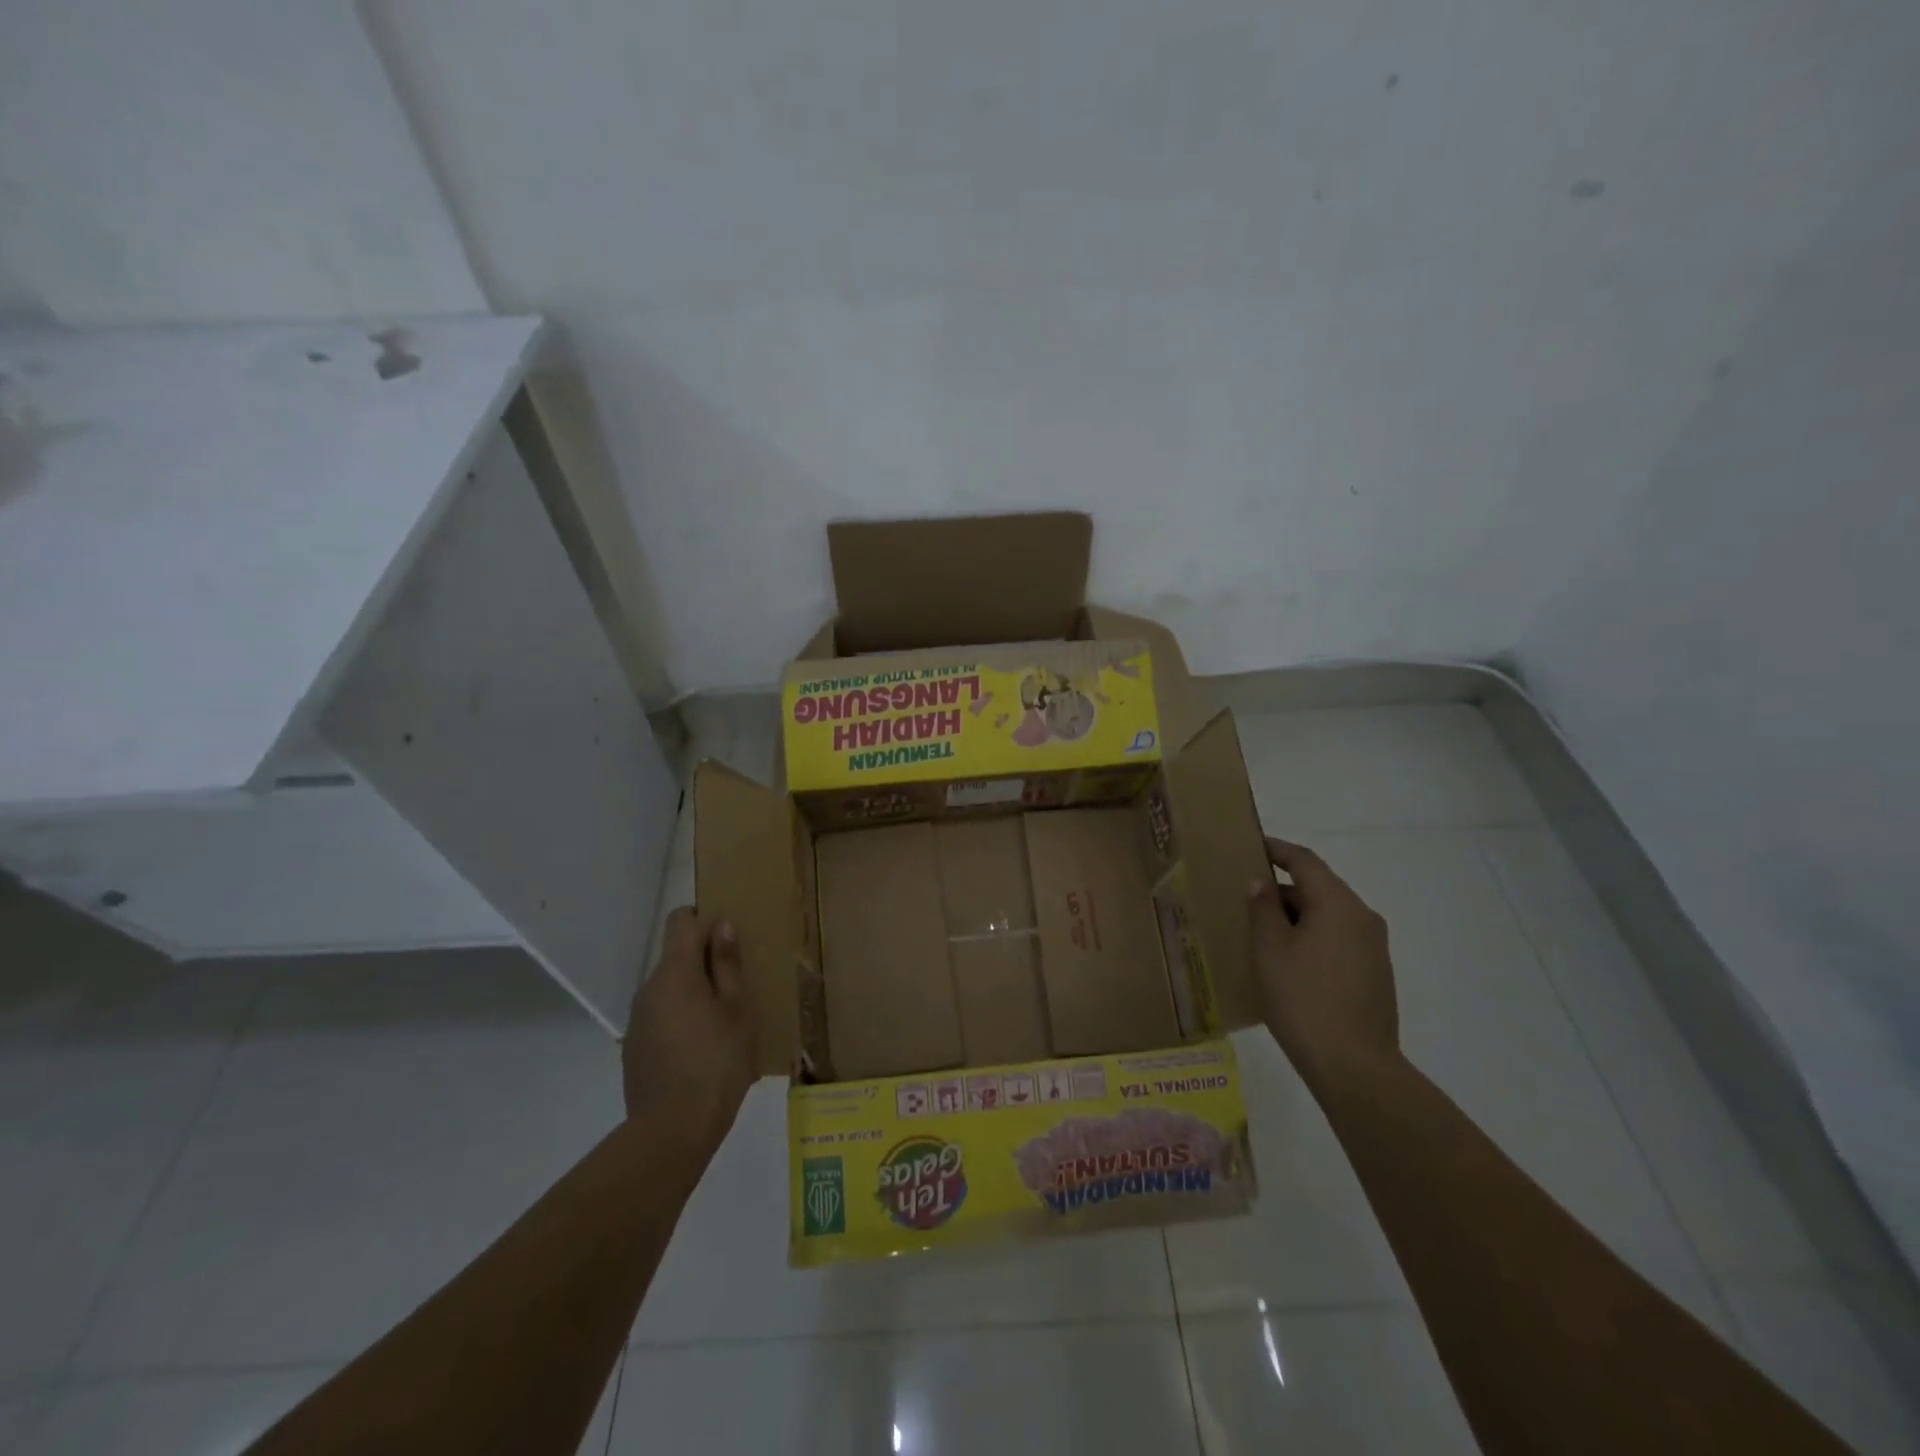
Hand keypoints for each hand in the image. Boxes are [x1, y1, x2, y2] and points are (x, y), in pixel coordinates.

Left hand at [621, 908, 756, 1161]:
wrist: (673, 1131)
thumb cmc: (718, 1063)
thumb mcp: (738, 1010)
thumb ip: (727, 965)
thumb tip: (720, 926)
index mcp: (676, 973)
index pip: (681, 921)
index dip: (704, 920)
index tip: (728, 939)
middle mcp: (649, 988)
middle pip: (675, 956)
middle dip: (704, 962)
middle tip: (737, 988)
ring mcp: (638, 1019)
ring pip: (668, 989)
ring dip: (693, 993)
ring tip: (722, 1024)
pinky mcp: (634, 1048)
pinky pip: (660, 1016)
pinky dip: (680, 1020)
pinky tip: (701, 1050)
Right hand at [1248, 837, 1399, 1090]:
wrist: (1354, 1066)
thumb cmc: (1303, 998)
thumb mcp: (1269, 949)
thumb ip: (1263, 909)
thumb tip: (1263, 885)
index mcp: (1338, 904)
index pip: (1305, 861)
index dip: (1276, 849)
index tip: (1250, 845)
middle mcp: (1363, 918)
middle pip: (1318, 888)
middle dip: (1282, 889)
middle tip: (1245, 896)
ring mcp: (1373, 948)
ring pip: (1328, 916)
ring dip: (1296, 916)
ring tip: (1260, 930)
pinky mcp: (1374, 974)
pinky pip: (1338, 940)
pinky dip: (1311, 937)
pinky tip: (1287, 960)